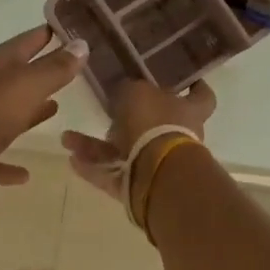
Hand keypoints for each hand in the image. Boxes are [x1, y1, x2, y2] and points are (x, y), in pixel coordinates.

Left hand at [0, 26, 86, 212]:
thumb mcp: (27, 86)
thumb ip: (55, 68)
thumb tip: (81, 44)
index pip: (27, 41)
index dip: (48, 33)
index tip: (73, 29)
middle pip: (17, 76)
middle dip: (42, 71)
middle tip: (72, 68)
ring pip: (7, 113)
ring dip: (29, 112)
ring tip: (56, 109)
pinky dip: (9, 164)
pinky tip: (25, 174)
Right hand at [60, 78, 215, 202]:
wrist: (156, 174)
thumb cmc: (154, 123)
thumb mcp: (136, 93)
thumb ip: (129, 90)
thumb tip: (126, 91)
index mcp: (188, 111)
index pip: (201, 96)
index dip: (196, 87)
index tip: (187, 81)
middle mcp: (179, 137)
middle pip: (155, 125)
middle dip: (127, 121)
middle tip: (105, 111)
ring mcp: (160, 165)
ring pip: (125, 151)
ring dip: (96, 146)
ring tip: (68, 139)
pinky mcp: (141, 187)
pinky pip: (114, 174)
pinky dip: (93, 167)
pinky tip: (71, 159)